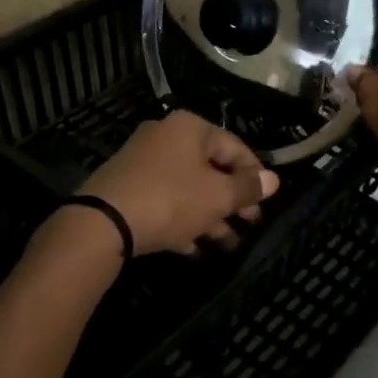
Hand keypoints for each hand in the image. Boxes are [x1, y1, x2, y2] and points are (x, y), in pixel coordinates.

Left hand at [80, 110, 281, 255]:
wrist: (104, 221)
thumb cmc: (171, 199)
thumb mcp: (217, 196)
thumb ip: (247, 188)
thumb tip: (273, 180)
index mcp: (190, 127)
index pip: (235, 146)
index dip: (255, 175)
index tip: (265, 203)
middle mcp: (165, 136)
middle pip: (210, 167)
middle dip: (232, 200)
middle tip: (249, 225)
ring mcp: (143, 162)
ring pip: (187, 187)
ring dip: (210, 216)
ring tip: (228, 245)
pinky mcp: (127, 187)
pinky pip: (164, 201)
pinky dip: (182, 221)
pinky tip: (194, 249)